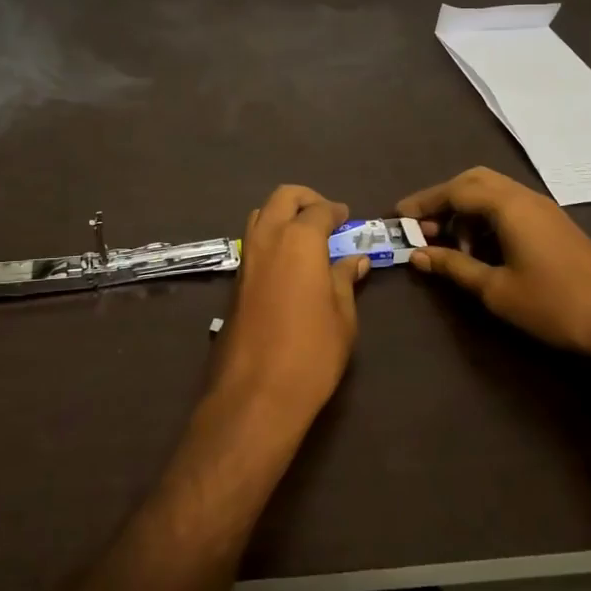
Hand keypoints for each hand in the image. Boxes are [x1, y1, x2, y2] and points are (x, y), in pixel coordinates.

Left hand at [209, 185, 367, 434]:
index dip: (336, 211)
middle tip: (326, 217)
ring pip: (261, 215)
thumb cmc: (311, 352)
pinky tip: (288, 262)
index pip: (319, 210)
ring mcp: (246, 258)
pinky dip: (270, 236)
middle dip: (306, 199)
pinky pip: (253, 241)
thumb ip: (345, 280)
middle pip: (283, 198)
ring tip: (306, 237)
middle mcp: (268, 238)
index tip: (347, 218)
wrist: (255, 392)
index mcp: (299, 240)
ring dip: (282, 214)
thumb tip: (355, 260)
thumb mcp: (342, 316)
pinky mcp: (235, 280)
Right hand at [397, 167, 590, 366]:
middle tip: (423, 227)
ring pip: (493, 192)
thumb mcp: (496, 290)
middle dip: (444, 199)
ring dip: (466, 210)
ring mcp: (543, 209)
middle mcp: (525, 197)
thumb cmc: (554, 305)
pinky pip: (510, 206)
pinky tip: (482, 249)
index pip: (455, 190)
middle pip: (474, 181)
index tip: (397, 218)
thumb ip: (454, 266)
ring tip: (450, 244)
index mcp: (509, 206)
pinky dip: (486, 218)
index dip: (423, 203)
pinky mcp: (554, 224)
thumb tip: (417, 254)